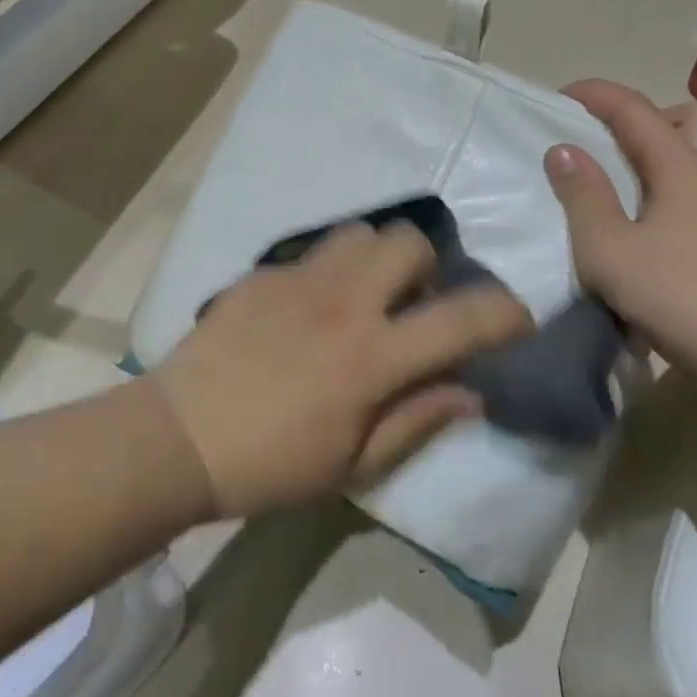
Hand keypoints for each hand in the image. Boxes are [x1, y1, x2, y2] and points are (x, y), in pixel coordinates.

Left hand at [153, 222, 533, 517]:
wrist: (180, 436)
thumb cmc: (272, 464)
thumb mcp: (353, 462)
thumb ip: (417, 419)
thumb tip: (471, 392)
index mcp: (372, 357)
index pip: (462, 319)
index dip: (505, 314)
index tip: (516, 320)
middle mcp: (343, 302)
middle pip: (410, 241)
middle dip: (429, 268)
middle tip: (413, 306)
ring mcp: (299, 279)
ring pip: (361, 232)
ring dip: (378, 259)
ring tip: (363, 296)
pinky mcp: (263, 272)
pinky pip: (313, 253)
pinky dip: (328, 273)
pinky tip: (306, 311)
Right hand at [544, 80, 696, 383]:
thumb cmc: (674, 293)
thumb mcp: (607, 246)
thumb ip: (583, 195)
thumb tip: (564, 150)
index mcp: (683, 168)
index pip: (636, 111)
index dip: (598, 95)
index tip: (563, 96)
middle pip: (695, 117)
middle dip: (651, 117)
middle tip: (615, 144)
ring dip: (679, 148)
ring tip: (641, 176)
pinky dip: (692, 185)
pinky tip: (667, 218)